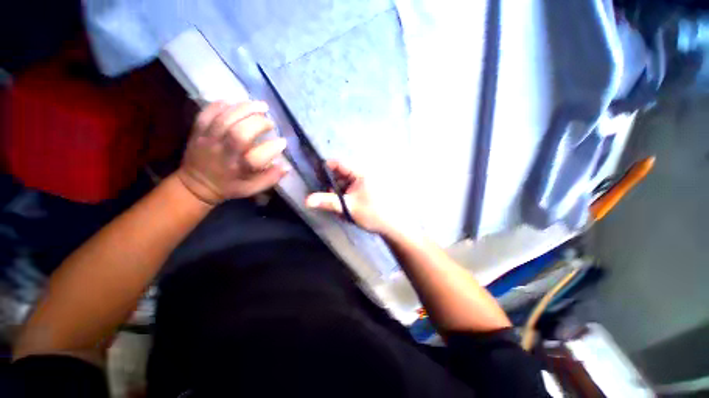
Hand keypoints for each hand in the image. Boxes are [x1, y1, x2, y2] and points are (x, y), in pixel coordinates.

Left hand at [177, 101, 289, 204]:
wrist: (196, 183)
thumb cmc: (229, 186)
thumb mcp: (251, 189)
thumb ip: (269, 178)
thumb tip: (286, 166)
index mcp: (237, 170)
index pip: (255, 159)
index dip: (271, 148)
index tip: (282, 142)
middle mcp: (222, 154)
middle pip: (238, 133)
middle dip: (258, 123)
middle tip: (270, 122)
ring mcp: (207, 140)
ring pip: (224, 119)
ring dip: (244, 109)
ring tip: (261, 106)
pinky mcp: (198, 131)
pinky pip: (207, 113)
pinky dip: (222, 104)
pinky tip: (236, 102)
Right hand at [305, 160, 391, 233]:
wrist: (390, 225)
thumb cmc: (371, 213)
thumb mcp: (348, 207)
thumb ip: (328, 202)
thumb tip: (307, 200)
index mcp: (360, 173)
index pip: (338, 164)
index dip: (324, 168)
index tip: (315, 177)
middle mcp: (361, 175)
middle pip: (339, 174)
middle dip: (330, 185)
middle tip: (326, 197)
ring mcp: (363, 183)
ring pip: (343, 183)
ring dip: (337, 193)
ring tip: (338, 205)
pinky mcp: (363, 191)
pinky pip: (349, 190)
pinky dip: (344, 197)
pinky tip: (345, 207)